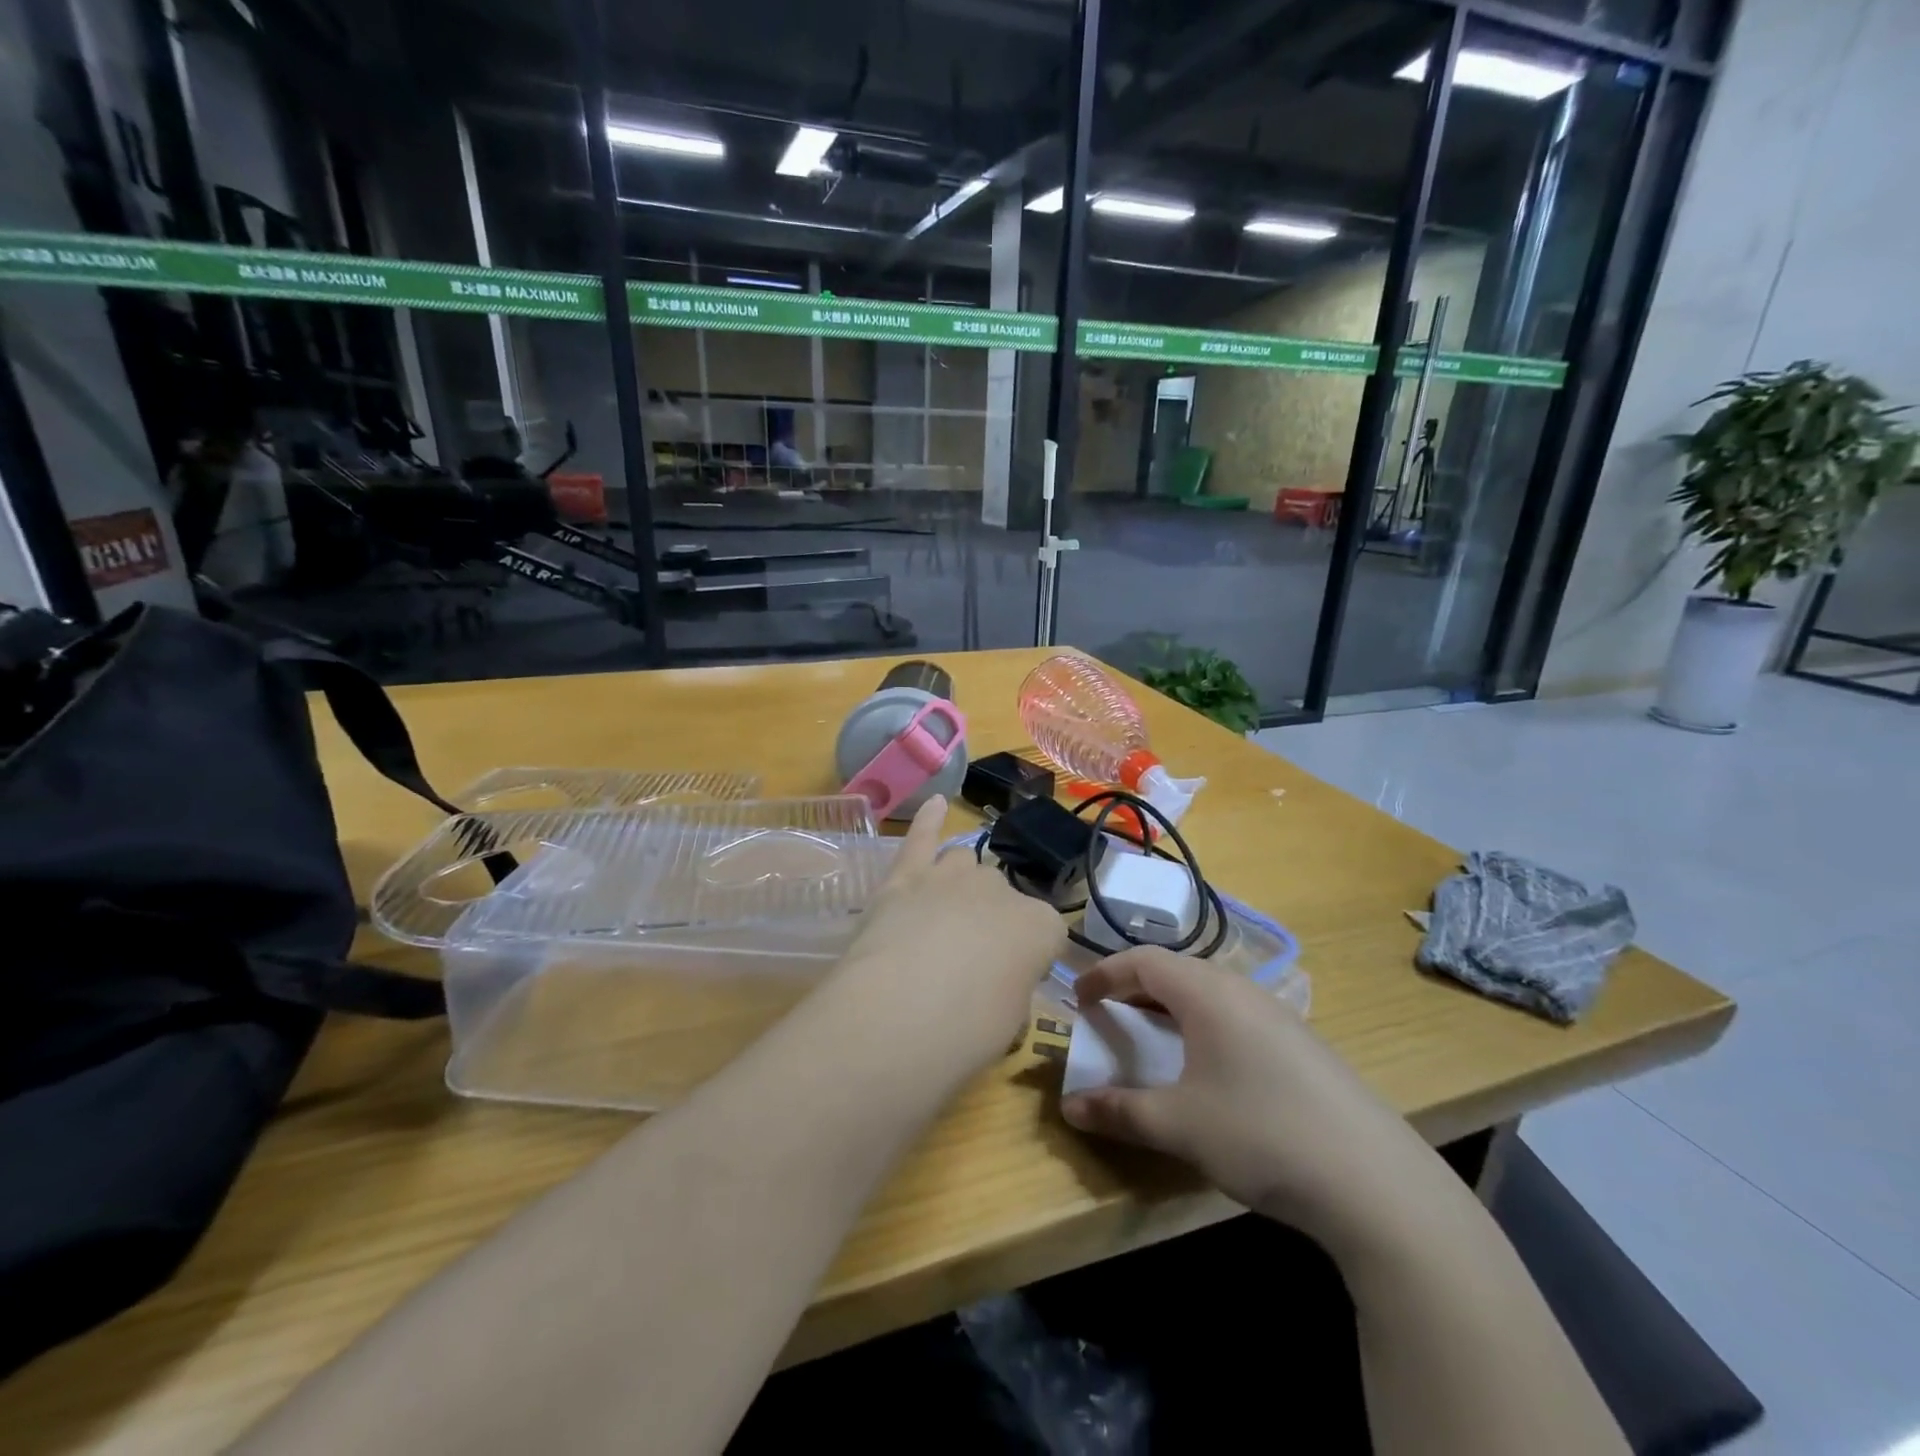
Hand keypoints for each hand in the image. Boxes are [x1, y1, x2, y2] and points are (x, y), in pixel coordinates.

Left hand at [831, 796, 1066, 1077]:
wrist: (901, 1014)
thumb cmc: (967, 1032)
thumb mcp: (1010, 1022)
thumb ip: (1010, 987)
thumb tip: (996, 982)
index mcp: (1040, 926)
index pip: (1045, 934)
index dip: (1027, 959)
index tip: (1010, 982)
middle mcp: (1000, 889)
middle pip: (1001, 895)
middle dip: (990, 920)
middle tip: (969, 962)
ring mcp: (950, 876)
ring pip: (964, 864)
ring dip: (960, 884)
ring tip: (945, 915)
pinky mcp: (904, 876)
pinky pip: (920, 837)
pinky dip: (928, 820)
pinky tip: (935, 804)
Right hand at [1060, 948, 1449, 1254]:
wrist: (1375, 1181)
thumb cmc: (1261, 1134)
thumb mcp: (1179, 1125)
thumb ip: (1120, 1111)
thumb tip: (1070, 1107)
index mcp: (1208, 993)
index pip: (1144, 961)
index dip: (1104, 974)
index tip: (1078, 998)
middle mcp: (1243, 990)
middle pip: (1177, 971)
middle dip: (1135, 988)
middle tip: (1110, 1016)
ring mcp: (1279, 1015)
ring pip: (1209, 992)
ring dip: (1171, 1007)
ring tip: (1153, 1039)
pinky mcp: (1302, 1044)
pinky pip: (1236, 1015)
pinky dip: (1203, 1025)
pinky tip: (1209, 1068)